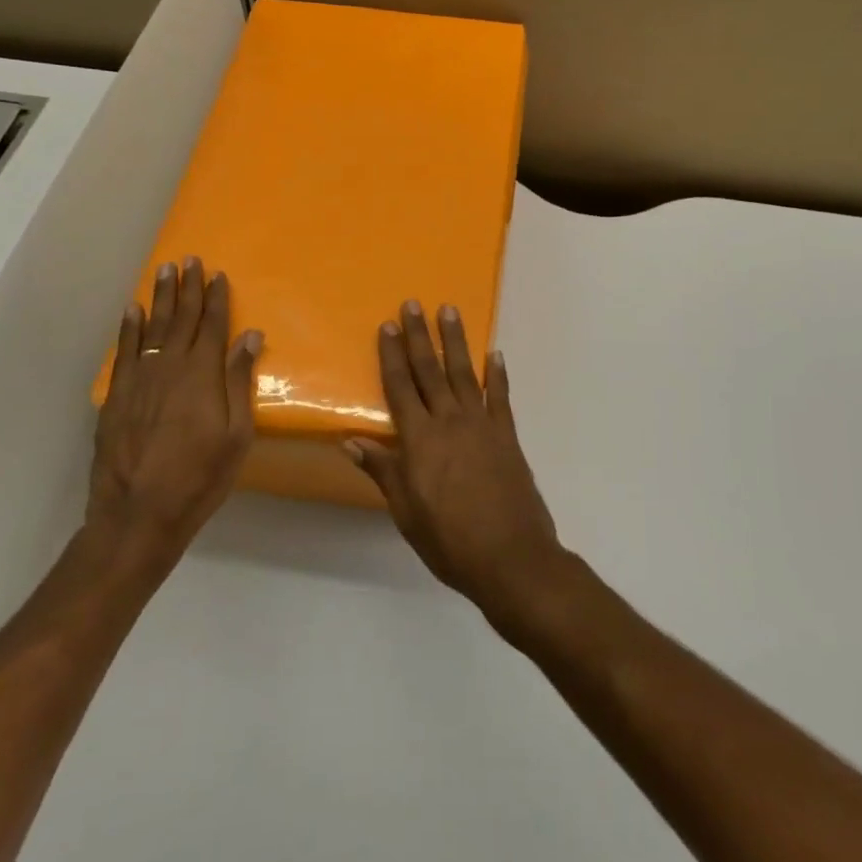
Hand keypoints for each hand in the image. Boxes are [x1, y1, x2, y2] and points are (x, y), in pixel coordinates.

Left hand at [90, 257, 261, 555]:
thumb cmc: (200, 476)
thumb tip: (250, 335)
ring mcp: (139, 379)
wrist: (139, 514)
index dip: (216, 298)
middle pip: (181, 318)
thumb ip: (240, 381)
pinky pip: (124, 351)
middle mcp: (170, 367)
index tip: (217, 274)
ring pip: (151, 327)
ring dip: (160, 298)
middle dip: (187, 288)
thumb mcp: (236, 434)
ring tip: (163, 270)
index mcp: (203, 375)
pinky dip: (128, 328)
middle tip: (188, 259)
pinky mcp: (117, 396)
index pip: (212, 325)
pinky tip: (132, 309)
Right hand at [345, 302, 564, 619]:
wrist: (512, 558)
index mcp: (420, 441)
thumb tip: (350, 441)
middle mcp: (450, 422)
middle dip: (420, 336)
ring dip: (456, 341)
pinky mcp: (507, 436)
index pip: (400, 388)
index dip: (392, 356)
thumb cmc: (450, 540)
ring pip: (464, 373)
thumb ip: (382, 471)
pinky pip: (501, 397)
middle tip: (413, 304)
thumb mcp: (406, 512)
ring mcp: (482, 425)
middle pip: (430, 371)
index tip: (387, 326)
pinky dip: (498, 374)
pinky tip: (495, 354)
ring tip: (449, 311)